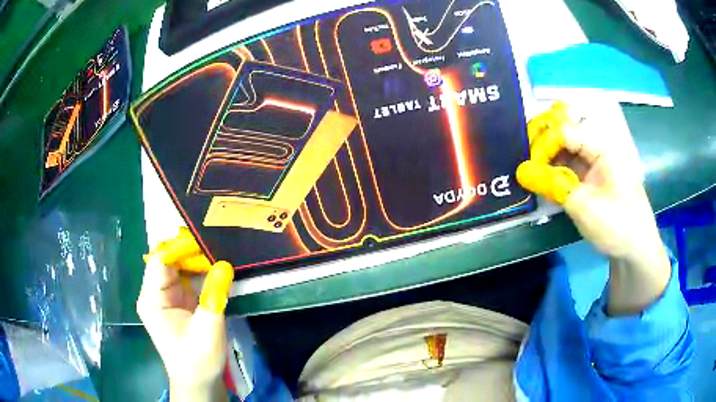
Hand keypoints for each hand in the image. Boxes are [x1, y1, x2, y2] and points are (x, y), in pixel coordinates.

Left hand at [137, 228, 233, 401]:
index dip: (180, 248)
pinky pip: (187, 279)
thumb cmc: (198, 360)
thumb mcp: (208, 330)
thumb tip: (225, 264)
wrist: (199, 381)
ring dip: (198, 262)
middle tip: (218, 248)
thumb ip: (214, 296)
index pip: (160, 261)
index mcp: (152, 299)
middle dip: (192, 253)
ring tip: (220, 256)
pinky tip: (216, 271)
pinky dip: (201, 273)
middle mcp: (155, 294)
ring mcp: (166, 297)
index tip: (206, 242)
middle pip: (169, 261)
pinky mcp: (178, 302)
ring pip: (179, 268)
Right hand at [516, 102, 670, 314]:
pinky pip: (570, 164)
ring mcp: (596, 161)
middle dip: (542, 144)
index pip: (564, 131)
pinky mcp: (593, 175)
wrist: (636, 251)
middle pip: (564, 132)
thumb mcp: (584, 207)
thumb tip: (521, 171)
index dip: (543, 145)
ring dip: (547, 158)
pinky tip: (545, 180)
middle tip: (525, 163)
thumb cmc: (616, 226)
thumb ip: (552, 185)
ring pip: (565, 148)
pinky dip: (555, 170)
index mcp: (603, 146)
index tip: (529, 169)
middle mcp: (599, 146)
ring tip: (531, 172)